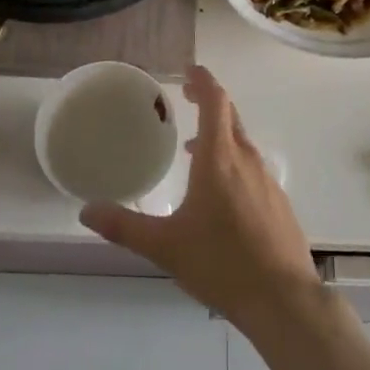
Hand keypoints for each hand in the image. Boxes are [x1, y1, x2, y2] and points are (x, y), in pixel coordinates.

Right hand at [81, 66, 319, 329]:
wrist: (282, 299)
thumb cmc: (221, 263)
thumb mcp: (165, 246)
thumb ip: (125, 226)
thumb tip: (86, 210)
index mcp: (220, 158)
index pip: (215, 101)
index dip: (203, 80)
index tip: (188, 69)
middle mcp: (246, 159)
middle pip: (230, 116)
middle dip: (209, 101)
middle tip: (186, 97)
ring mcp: (267, 180)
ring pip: (242, 143)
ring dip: (219, 135)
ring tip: (194, 150)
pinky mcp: (278, 202)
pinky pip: (252, 167)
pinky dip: (233, 162)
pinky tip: (220, 193)